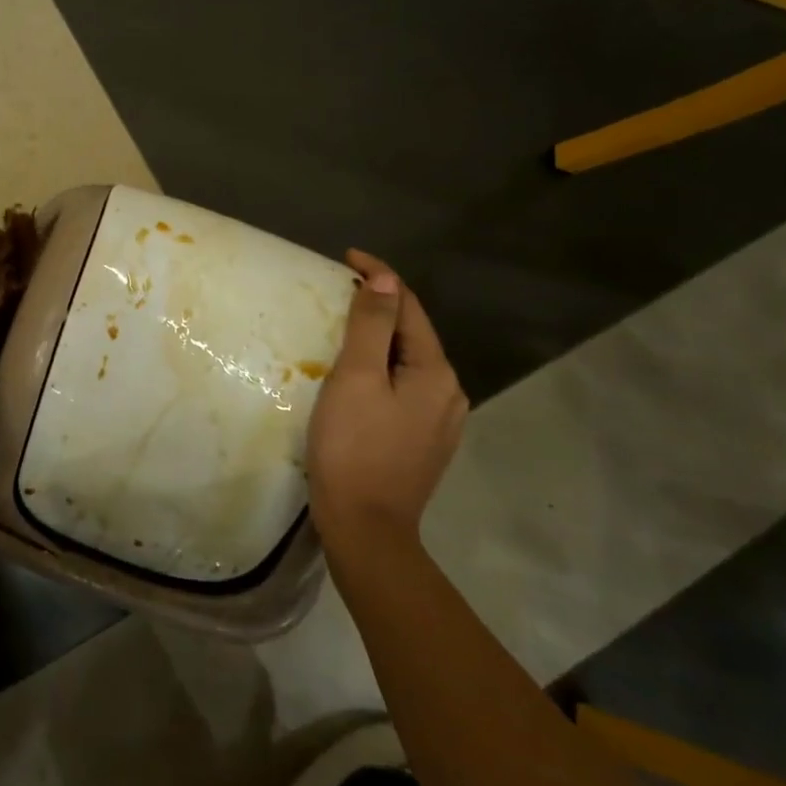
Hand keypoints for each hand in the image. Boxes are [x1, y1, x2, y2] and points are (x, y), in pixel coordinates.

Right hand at [306, 250, 468, 543]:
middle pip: (412, 333)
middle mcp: (449, 393)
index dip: (379, 276)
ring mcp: (440, 421)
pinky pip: (404, 387)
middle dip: (379, 306)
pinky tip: (357, 376)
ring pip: (408, 362)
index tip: (345, 257)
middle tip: (336, 291)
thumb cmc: (353, 446)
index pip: (410, 306)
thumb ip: (372, 324)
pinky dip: (381, 368)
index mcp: (436, 373)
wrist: (365, 528)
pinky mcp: (424, 441)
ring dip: (379, 338)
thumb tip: (385, 277)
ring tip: (341, 328)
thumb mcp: (357, 377)